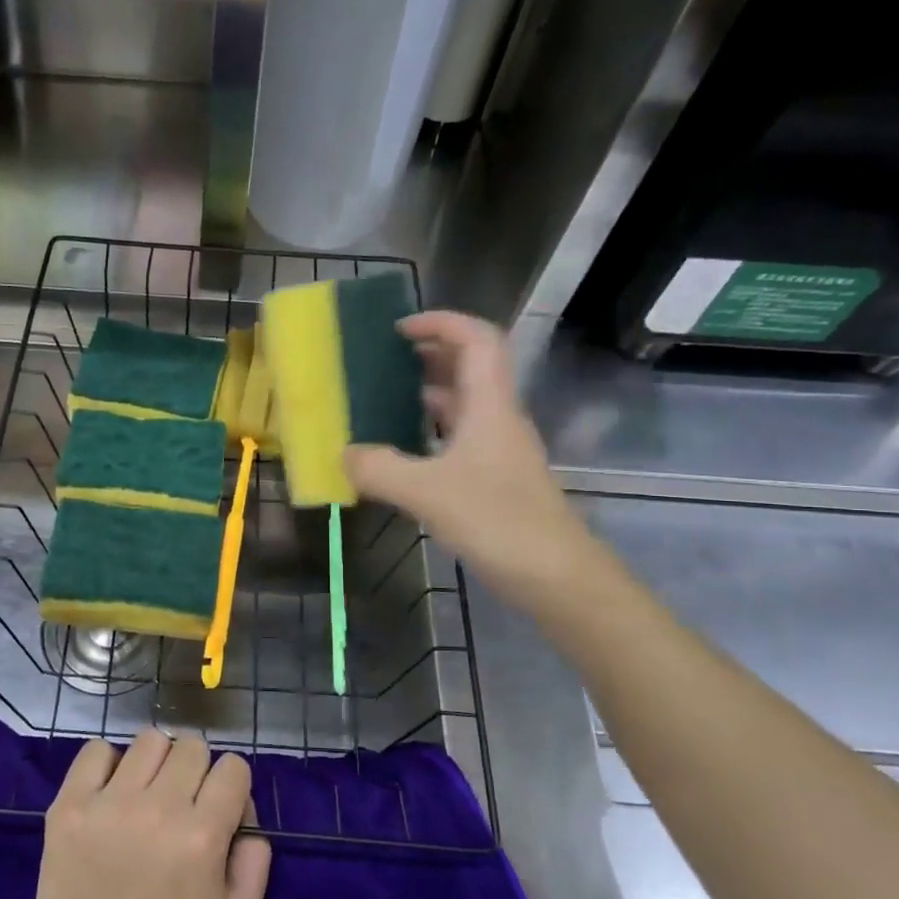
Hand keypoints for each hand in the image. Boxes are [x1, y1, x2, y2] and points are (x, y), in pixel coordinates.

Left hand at [30, 730, 270, 898]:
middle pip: (193, 746)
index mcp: (203, 835)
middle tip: (181, 802)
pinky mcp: (72, 802)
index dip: (231, 785)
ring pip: (150, 740)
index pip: (233, 767)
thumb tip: (248, 818)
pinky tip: (109, 791)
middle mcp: (160, 807)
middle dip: (196, 771)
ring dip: (156, 762)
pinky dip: (107, 763)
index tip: (218, 808)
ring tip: (145, 793)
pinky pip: (96, 750)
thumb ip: (256, 865)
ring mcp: (111, 801)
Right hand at [344, 310, 596, 602]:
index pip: (476, 339)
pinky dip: (430, 433)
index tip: (399, 329)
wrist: (554, 575)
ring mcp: (499, 450)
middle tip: (385, 360)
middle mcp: (498, 418)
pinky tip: (403, 452)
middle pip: (471, 367)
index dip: (441, 323)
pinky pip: (459, 439)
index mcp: (490, 405)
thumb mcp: (426, 492)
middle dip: (430, 354)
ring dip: (428, 394)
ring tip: (385, 399)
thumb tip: (343, 454)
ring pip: (464, 405)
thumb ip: (379, 469)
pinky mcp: (495, 479)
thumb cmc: (496, 520)